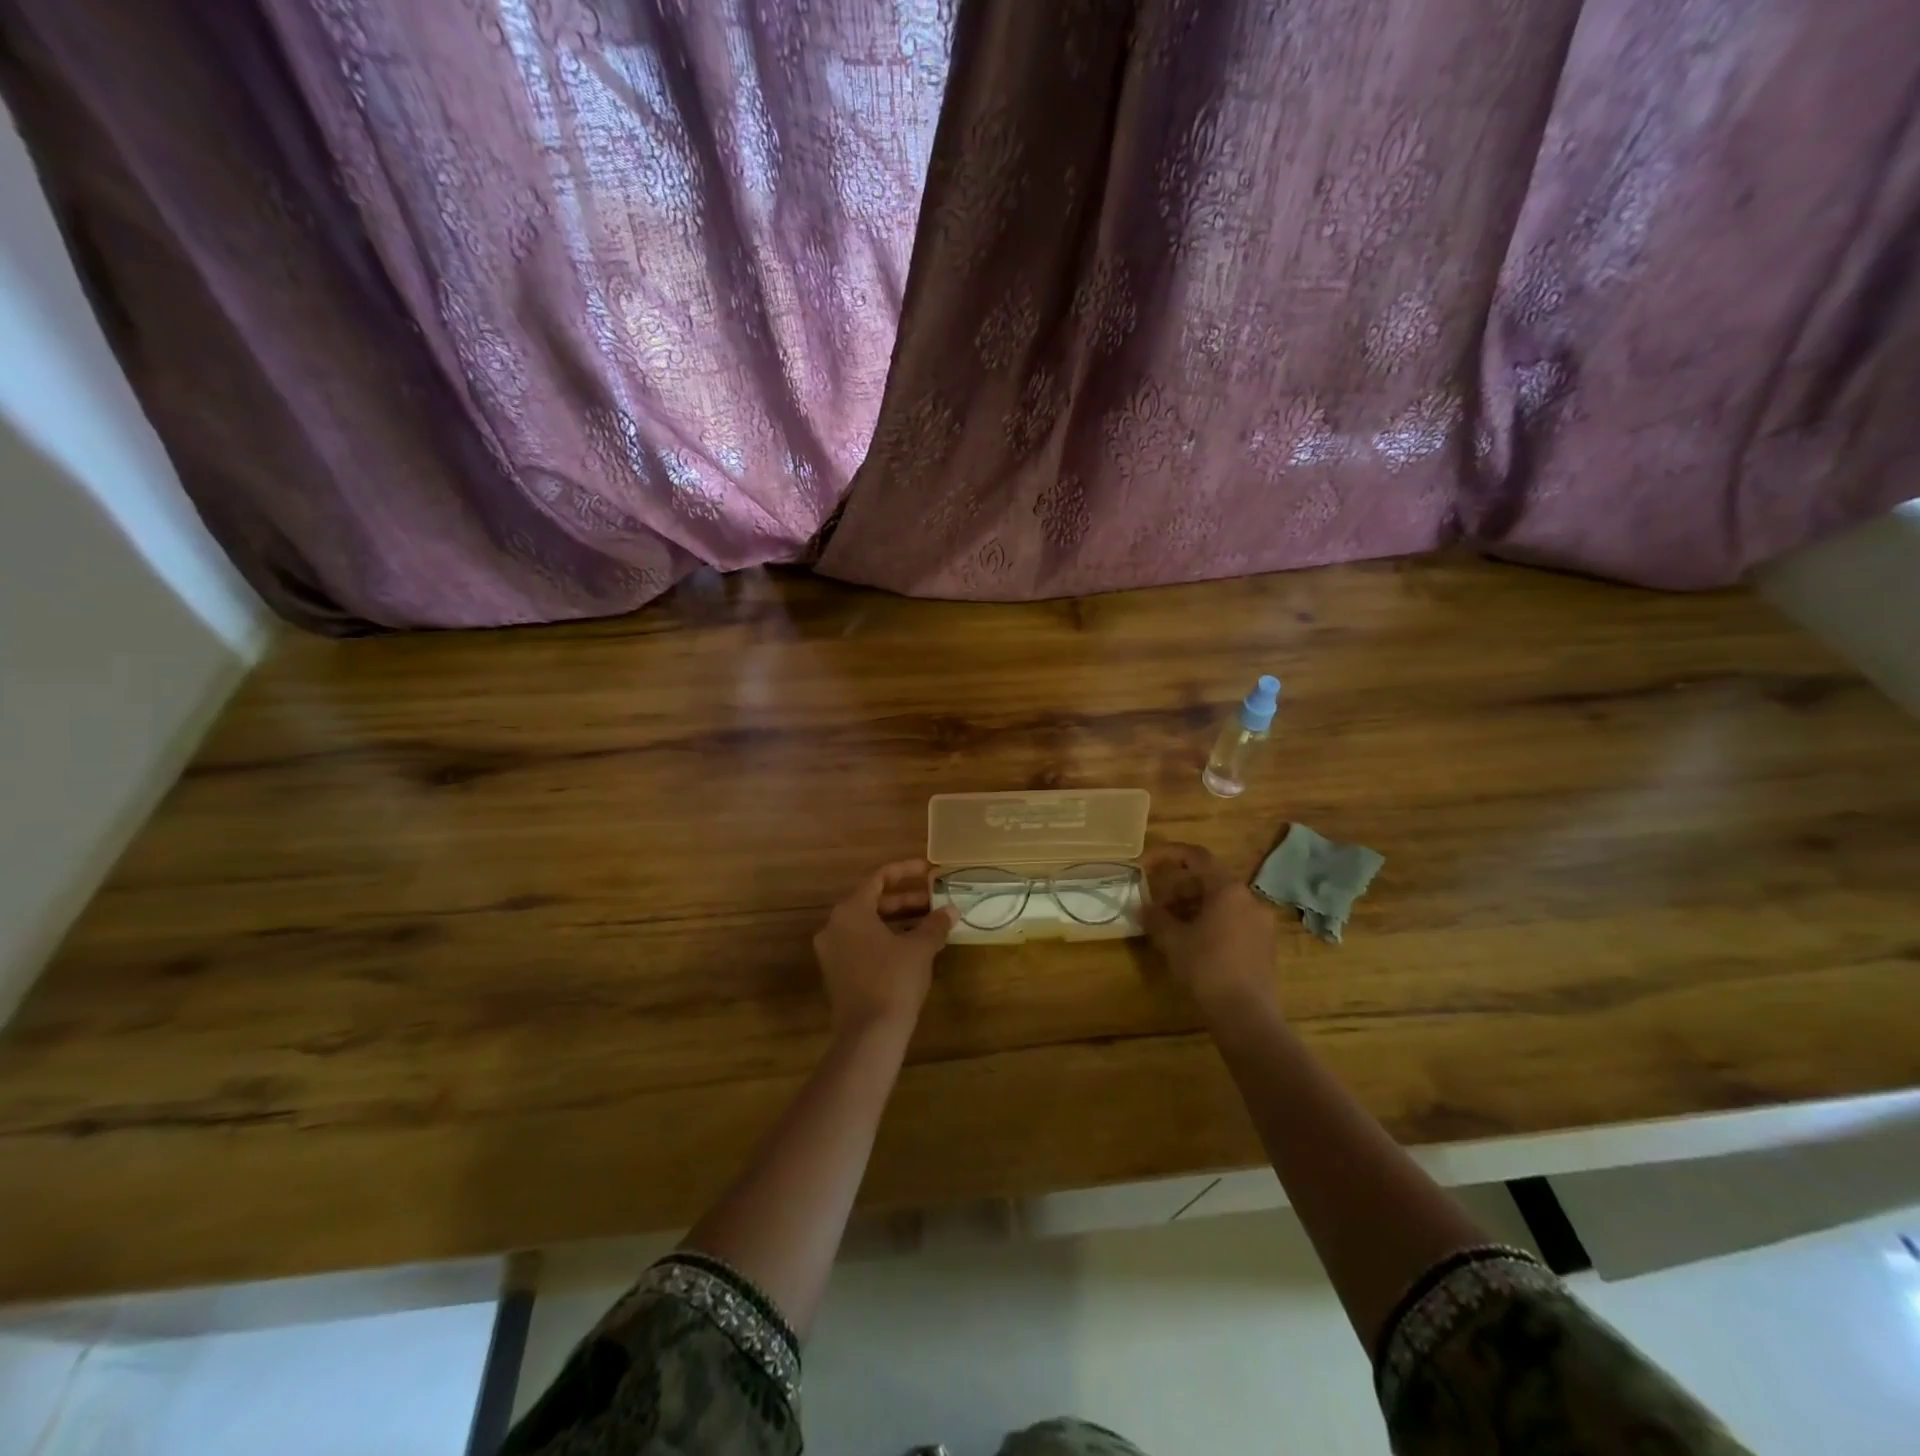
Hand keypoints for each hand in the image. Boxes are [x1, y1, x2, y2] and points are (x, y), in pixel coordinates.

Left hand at [813, 860, 953, 1038]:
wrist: (869, 1034)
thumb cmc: (894, 980)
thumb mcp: (920, 948)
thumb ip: (935, 924)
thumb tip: (951, 910)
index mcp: (850, 911)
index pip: (878, 878)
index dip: (905, 871)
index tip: (928, 870)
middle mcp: (834, 925)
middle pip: (872, 901)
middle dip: (905, 899)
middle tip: (934, 900)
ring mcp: (832, 951)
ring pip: (867, 924)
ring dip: (897, 920)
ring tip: (929, 923)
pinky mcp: (836, 972)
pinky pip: (862, 943)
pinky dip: (885, 938)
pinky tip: (912, 947)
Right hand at [1139, 842, 1277, 1011]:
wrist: (1246, 1015)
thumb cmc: (1206, 968)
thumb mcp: (1173, 940)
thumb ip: (1155, 918)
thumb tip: (1143, 908)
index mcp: (1228, 889)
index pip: (1196, 856)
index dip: (1168, 854)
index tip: (1145, 863)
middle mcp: (1250, 898)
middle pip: (1209, 880)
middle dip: (1179, 888)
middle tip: (1156, 904)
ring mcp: (1261, 922)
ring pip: (1221, 902)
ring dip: (1193, 906)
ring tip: (1170, 925)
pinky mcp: (1265, 944)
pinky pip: (1233, 920)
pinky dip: (1211, 921)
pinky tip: (1193, 942)